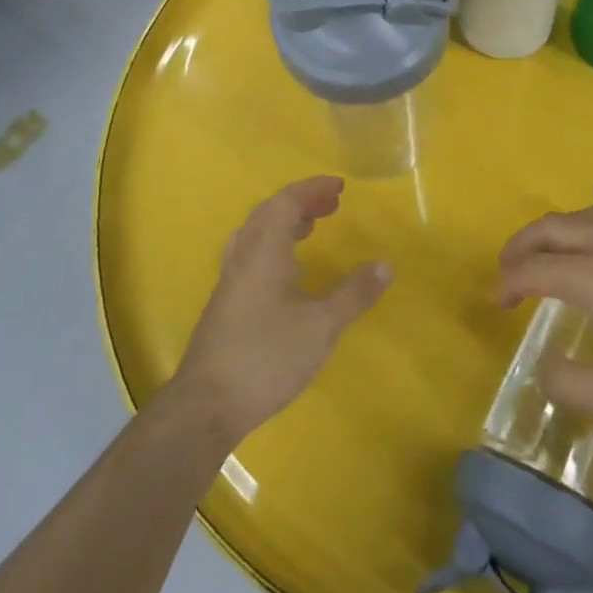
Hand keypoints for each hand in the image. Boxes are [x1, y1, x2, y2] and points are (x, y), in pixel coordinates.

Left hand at [170, 177, 390, 445]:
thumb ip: (354, 293)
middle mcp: (243, 257)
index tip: (339, 187)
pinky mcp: (225, 303)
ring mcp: (230, 280)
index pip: (286, 202)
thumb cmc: (267, 356)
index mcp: (264, 251)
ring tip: (311, 228)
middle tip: (331, 206)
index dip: (312, 189)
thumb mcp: (321, 326)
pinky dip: (273, 245)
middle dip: (300, 203)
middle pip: (268, 213)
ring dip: (284, 222)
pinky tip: (287, 271)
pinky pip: (250, 254)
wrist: (207, 405)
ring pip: (255, 233)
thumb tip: (385, 265)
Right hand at [498, 185, 592, 443]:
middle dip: (523, 246)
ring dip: (559, 227)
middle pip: (554, 229)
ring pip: (591, 215)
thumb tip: (545, 368)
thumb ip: (569, 385)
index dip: (509, 282)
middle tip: (509, 269)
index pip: (535, 269)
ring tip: (547, 245)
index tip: (498, 302)